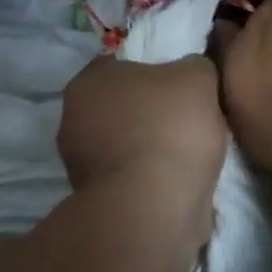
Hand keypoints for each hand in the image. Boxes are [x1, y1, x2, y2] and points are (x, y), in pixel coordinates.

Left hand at [58, 55, 228, 195]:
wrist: (154, 208)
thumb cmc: (169, 127)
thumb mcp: (198, 77)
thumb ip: (194, 65)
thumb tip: (192, 71)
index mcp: (88, 81)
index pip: (120, 63)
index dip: (153, 70)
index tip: (180, 85)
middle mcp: (73, 119)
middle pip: (120, 105)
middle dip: (149, 111)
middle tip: (186, 117)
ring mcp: (79, 164)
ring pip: (124, 143)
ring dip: (149, 147)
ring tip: (187, 154)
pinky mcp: (94, 200)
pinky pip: (129, 176)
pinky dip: (149, 178)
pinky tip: (175, 182)